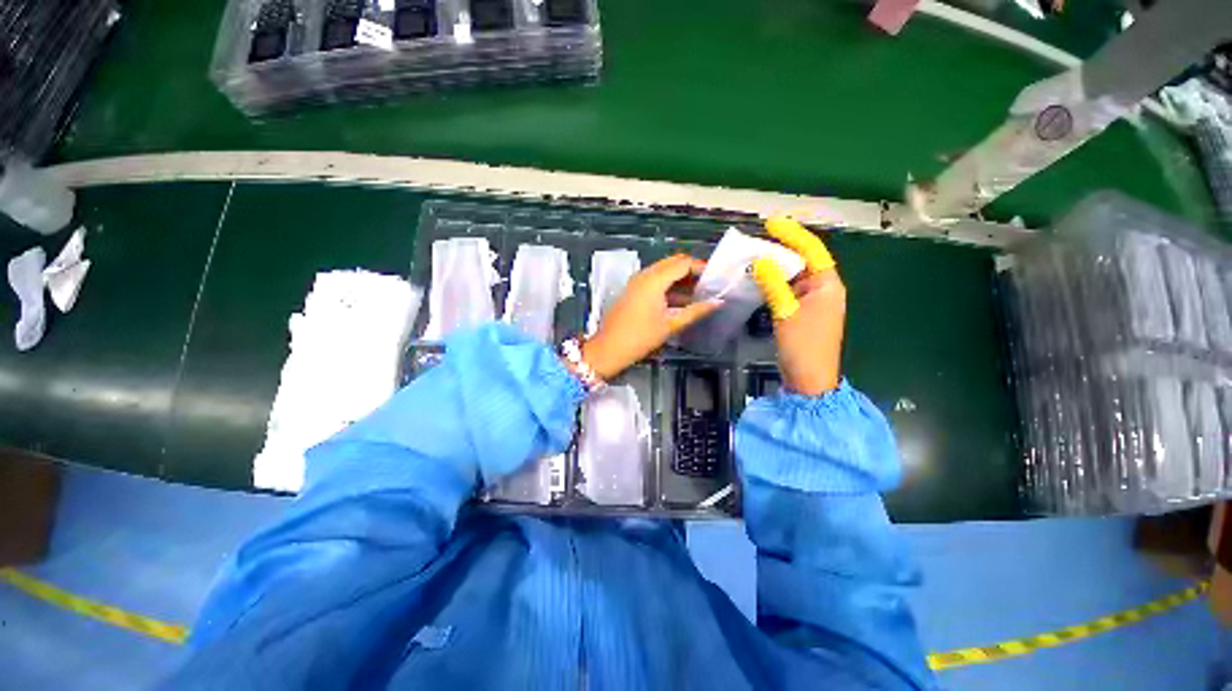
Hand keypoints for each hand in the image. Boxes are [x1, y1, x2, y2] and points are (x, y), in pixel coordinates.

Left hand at [582, 254, 720, 379]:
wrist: (609, 348)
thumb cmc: (641, 337)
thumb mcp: (671, 324)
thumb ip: (696, 311)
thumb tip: (718, 302)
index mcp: (654, 280)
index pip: (682, 263)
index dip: (700, 267)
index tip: (714, 278)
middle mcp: (644, 274)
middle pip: (672, 263)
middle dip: (691, 271)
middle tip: (707, 285)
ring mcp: (636, 281)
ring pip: (663, 270)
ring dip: (679, 278)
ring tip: (697, 293)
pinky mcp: (632, 289)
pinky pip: (654, 279)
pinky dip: (668, 284)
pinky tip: (679, 299)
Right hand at [751, 216, 844, 395]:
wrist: (809, 379)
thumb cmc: (803, 346)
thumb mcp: (786, 313)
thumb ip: (774, 285)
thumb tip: (760, 261)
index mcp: (827, 286)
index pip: (812, 251)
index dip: (793, 235)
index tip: (771, 223)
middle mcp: (822, 290)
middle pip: (802, 262)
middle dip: (781, 250)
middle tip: (756, 242)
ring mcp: (811, 303)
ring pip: (792, 277)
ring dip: (774, 268)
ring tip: (752, 258)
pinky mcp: (800, 313)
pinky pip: (786, 291)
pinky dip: (772, 284)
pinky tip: (757, 281)